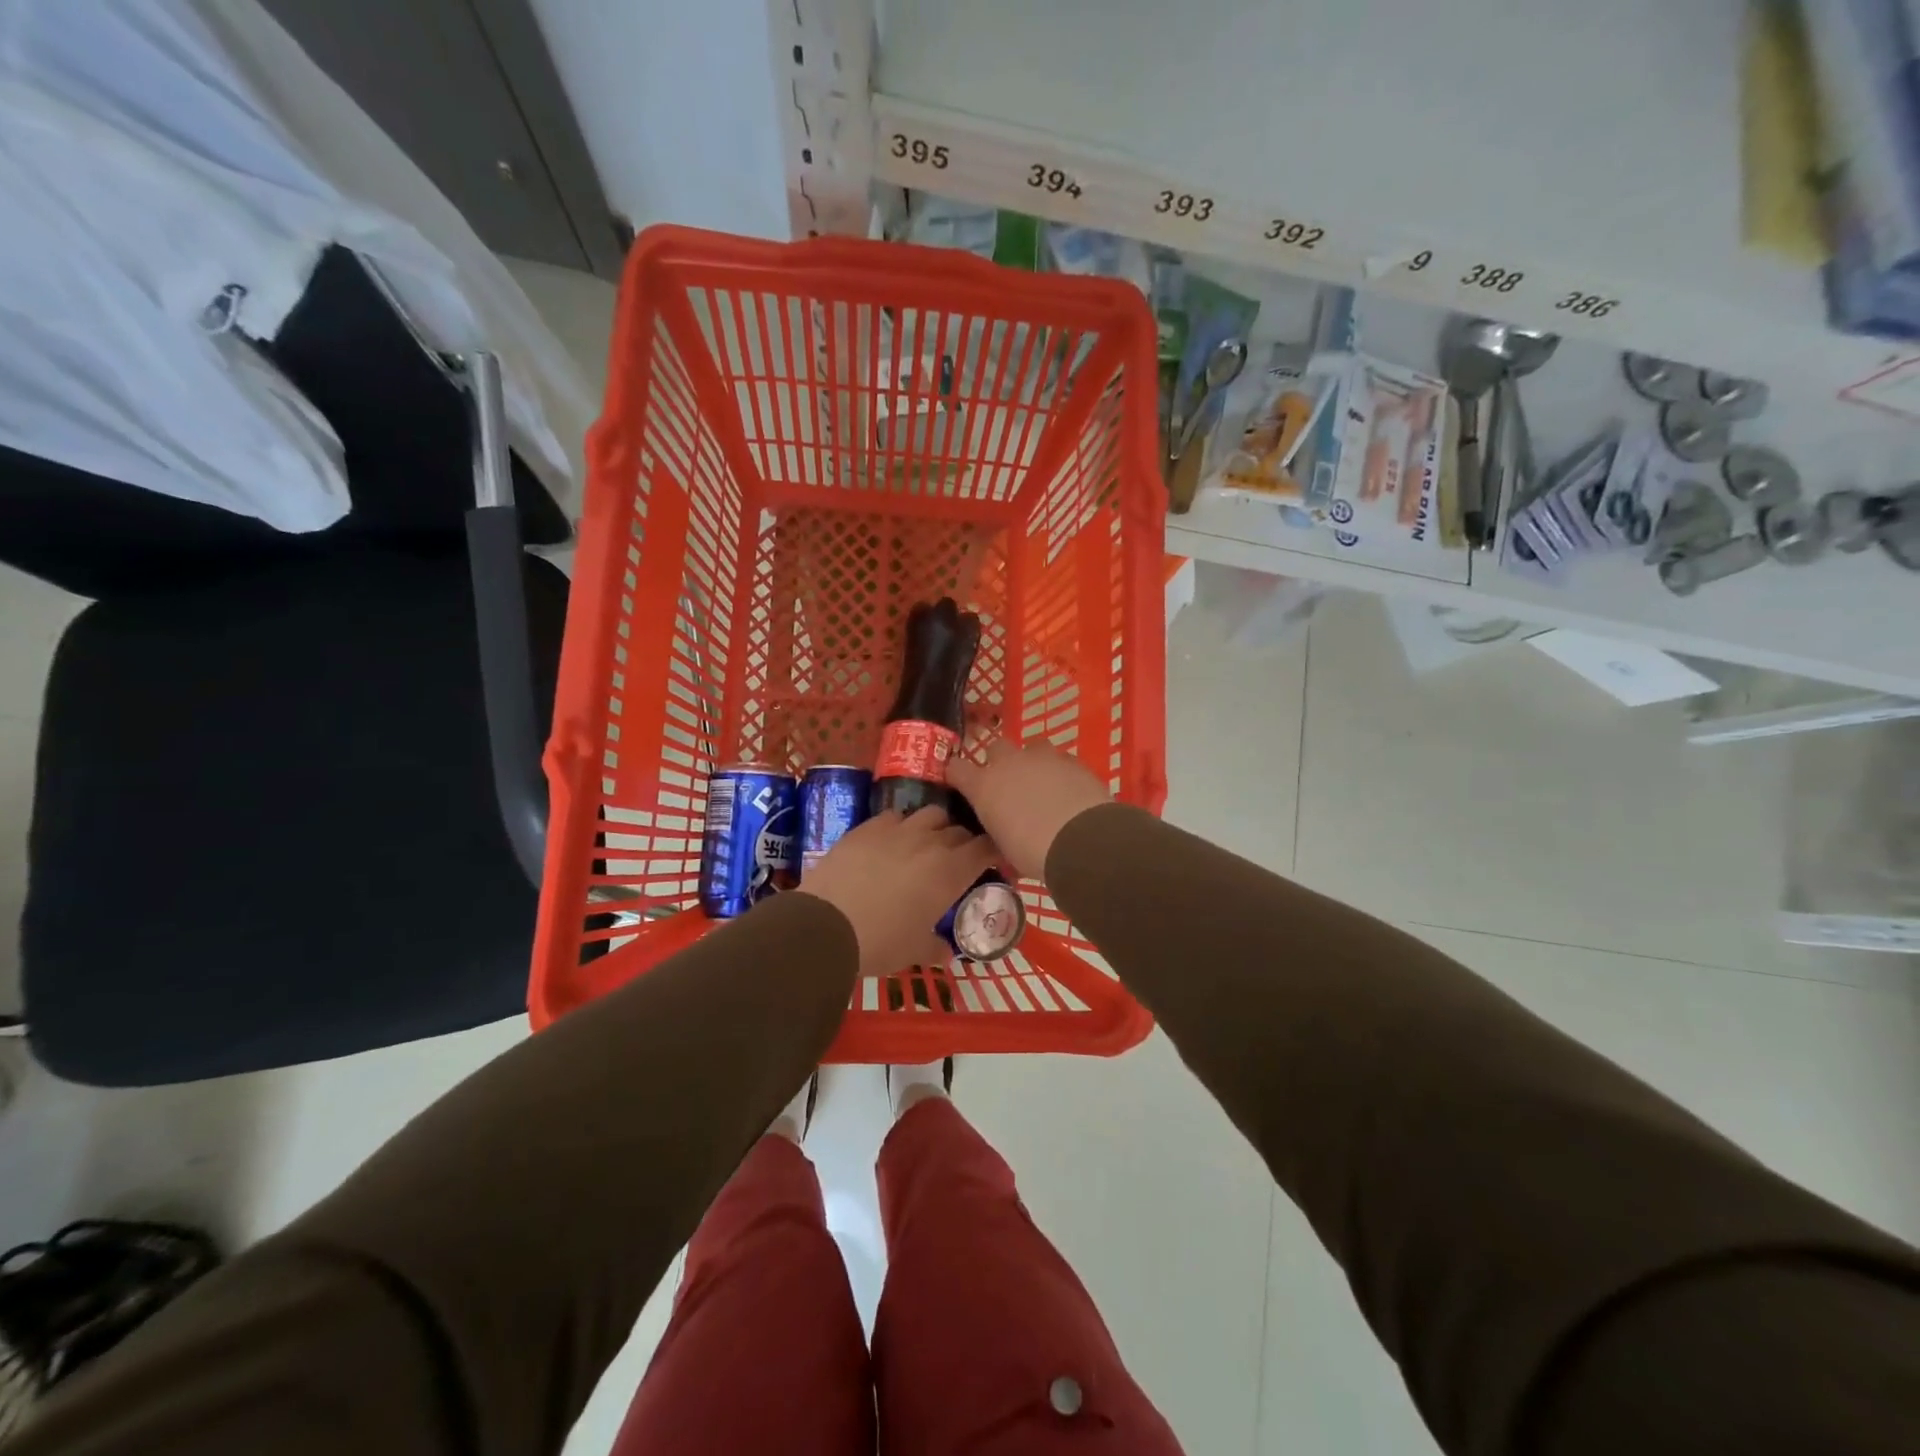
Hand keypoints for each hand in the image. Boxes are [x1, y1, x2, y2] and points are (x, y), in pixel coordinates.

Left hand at [797, 807, 997, 973]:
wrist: (825, 925)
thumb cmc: (879, 943)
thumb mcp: (913, 951)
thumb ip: (934, 947)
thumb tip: (945, 952)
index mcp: (951, 872)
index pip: (986, 848)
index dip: (992, 851)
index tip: (992, 861)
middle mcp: (930, 843)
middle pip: (959, 829)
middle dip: (963, 842)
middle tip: (957, 860)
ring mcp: (898, 830)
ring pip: (930, 814)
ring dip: (935, 827)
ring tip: (925, 844)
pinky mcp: (867, 827)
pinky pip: (894, 816)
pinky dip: (900, 826)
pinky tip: (890, 841)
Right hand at [946, 739, 1110, 880]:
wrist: (1083, 841)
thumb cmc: (1034, 853)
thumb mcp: (1005, 847)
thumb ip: (998, 828)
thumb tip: (1002, 828)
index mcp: (984, 786)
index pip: (956, 768)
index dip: (958, 775)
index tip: (961, 784)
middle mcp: (1009, 763)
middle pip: (995, 748)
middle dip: (999, 762)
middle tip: (1009, 785)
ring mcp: (1042, 757)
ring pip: (1031, 748)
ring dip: (1032, 763)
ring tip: (1043, 785)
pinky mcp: (1072, 760)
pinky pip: (1060, 759)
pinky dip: (1060, 772)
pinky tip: (1069, 791)